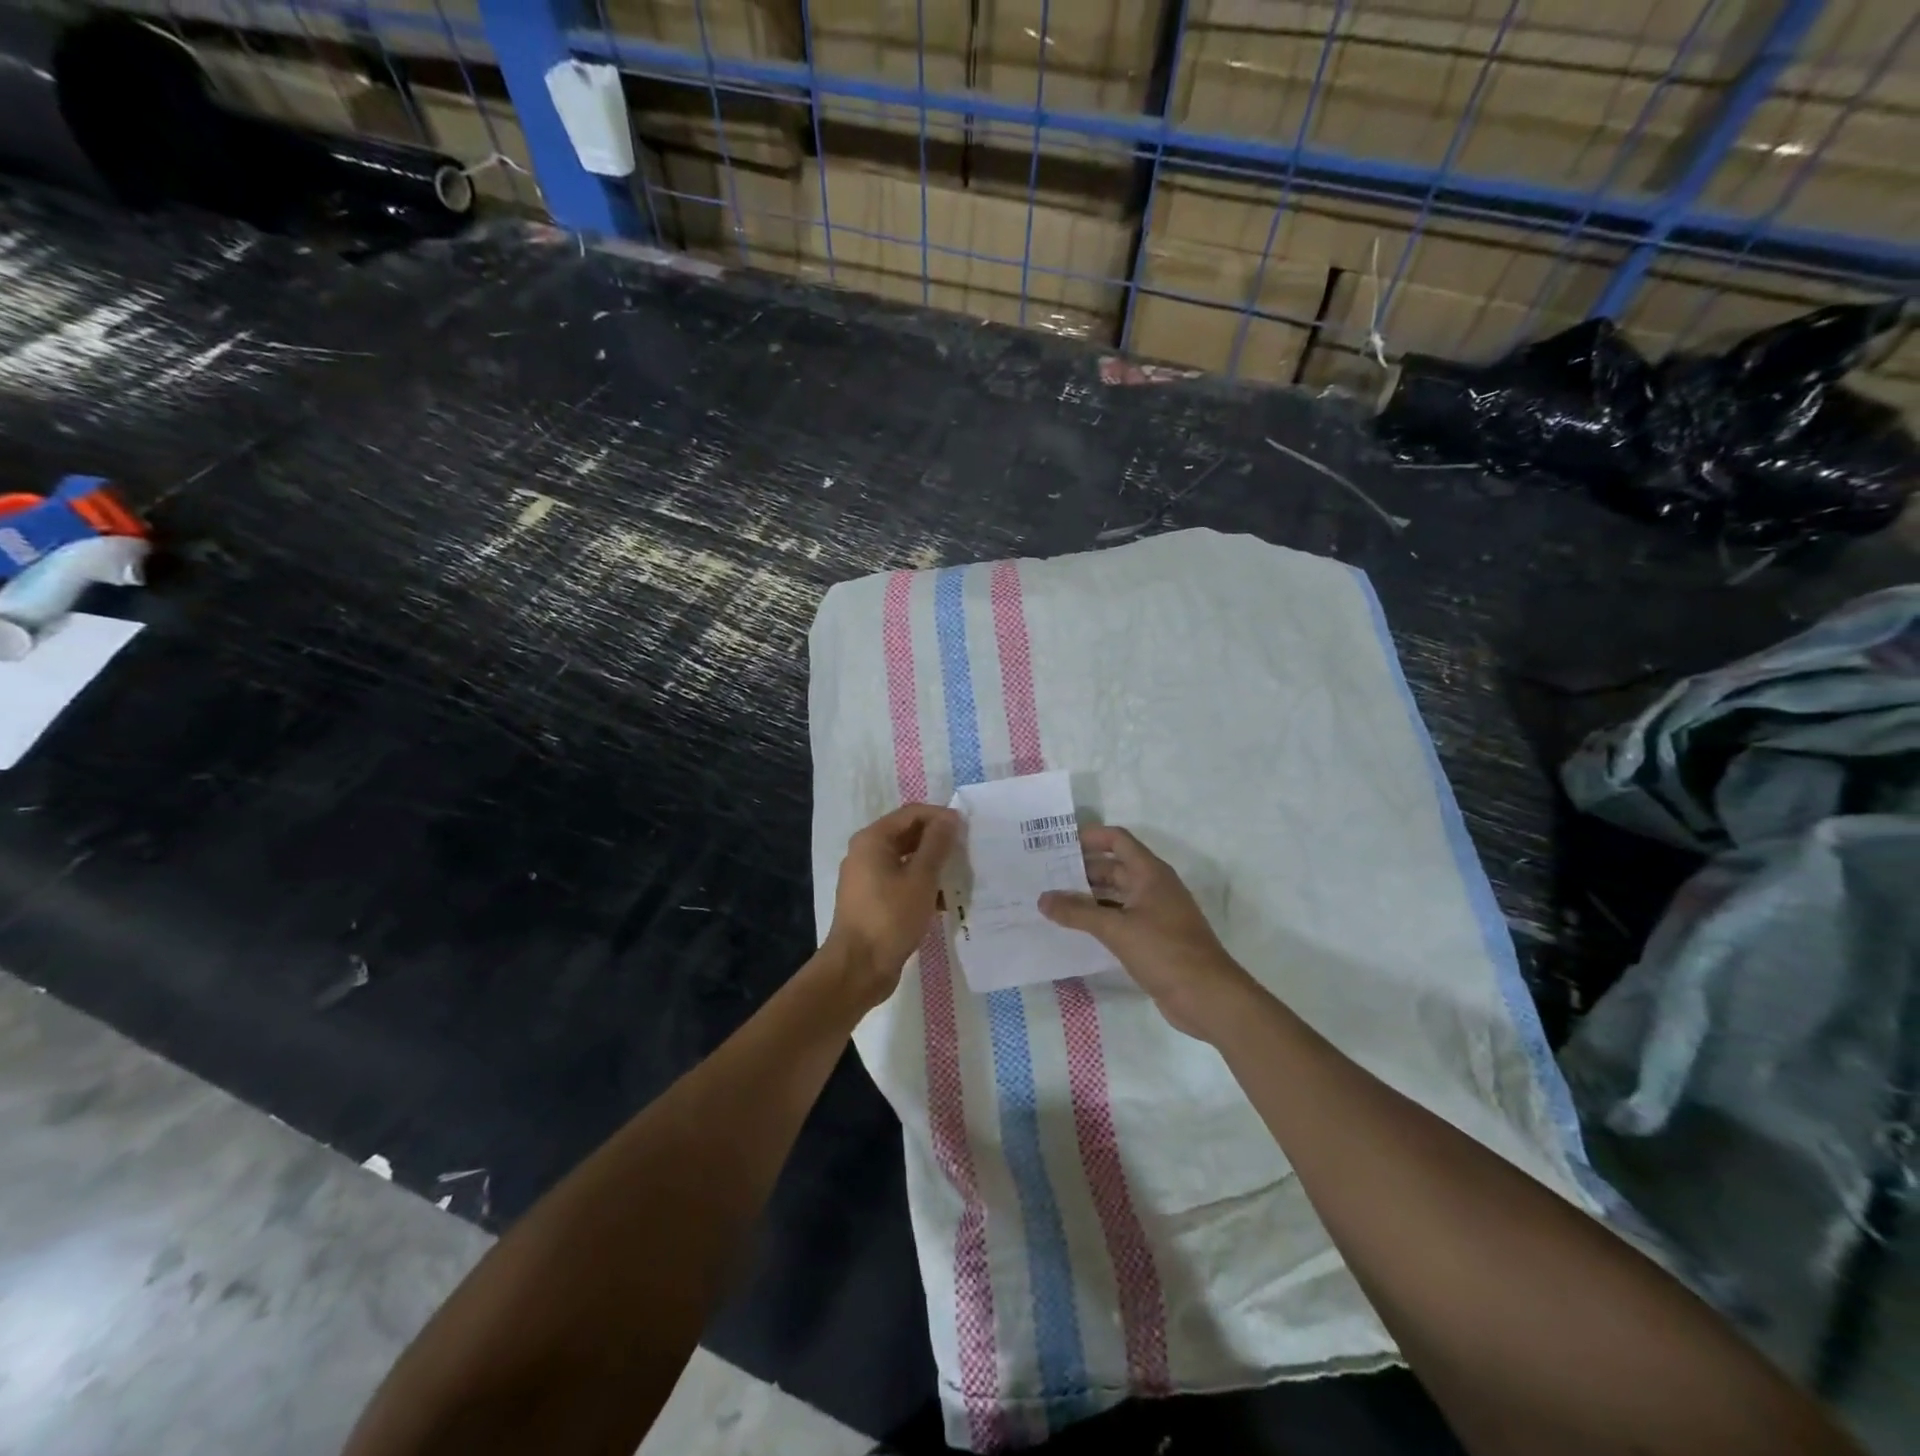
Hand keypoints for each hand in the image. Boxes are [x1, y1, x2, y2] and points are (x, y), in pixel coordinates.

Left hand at [824, 803, 959, 1006]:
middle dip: (939, 842)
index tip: (969, 831)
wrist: (858, 968)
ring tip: (961, 876)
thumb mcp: (921, 878)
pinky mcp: (873, 901)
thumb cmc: (890, 917)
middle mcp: (866, 852)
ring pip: (906, 860)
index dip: (941, 817)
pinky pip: (902, 882)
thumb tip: (950, 817)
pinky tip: (945, 901)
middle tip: (968, 853)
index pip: (912, 813)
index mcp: (873, 839)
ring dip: (933, 866)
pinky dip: (922, 886)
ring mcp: (867, 878)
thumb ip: (937, 844)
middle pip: (908, 835)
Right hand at [1040, 826, 1254, 1039]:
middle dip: (1081, 870)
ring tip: (1053, 902)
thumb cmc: (1164, 951)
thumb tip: (1042, 899)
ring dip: (1088, 897)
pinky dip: (1099, 919)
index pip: (1117, 840)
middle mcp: (1153, 887)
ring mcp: (1155, 913)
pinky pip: (1120, 919)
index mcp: (1150, 873)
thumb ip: (1077, 913)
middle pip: (1114, 867)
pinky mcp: (1153, 938)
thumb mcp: (1116, 929)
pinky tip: (1075, 930)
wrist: (1207, 996)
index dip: (1090, 837)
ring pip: (1115, 895)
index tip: (1058, 844)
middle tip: (1045, 876)